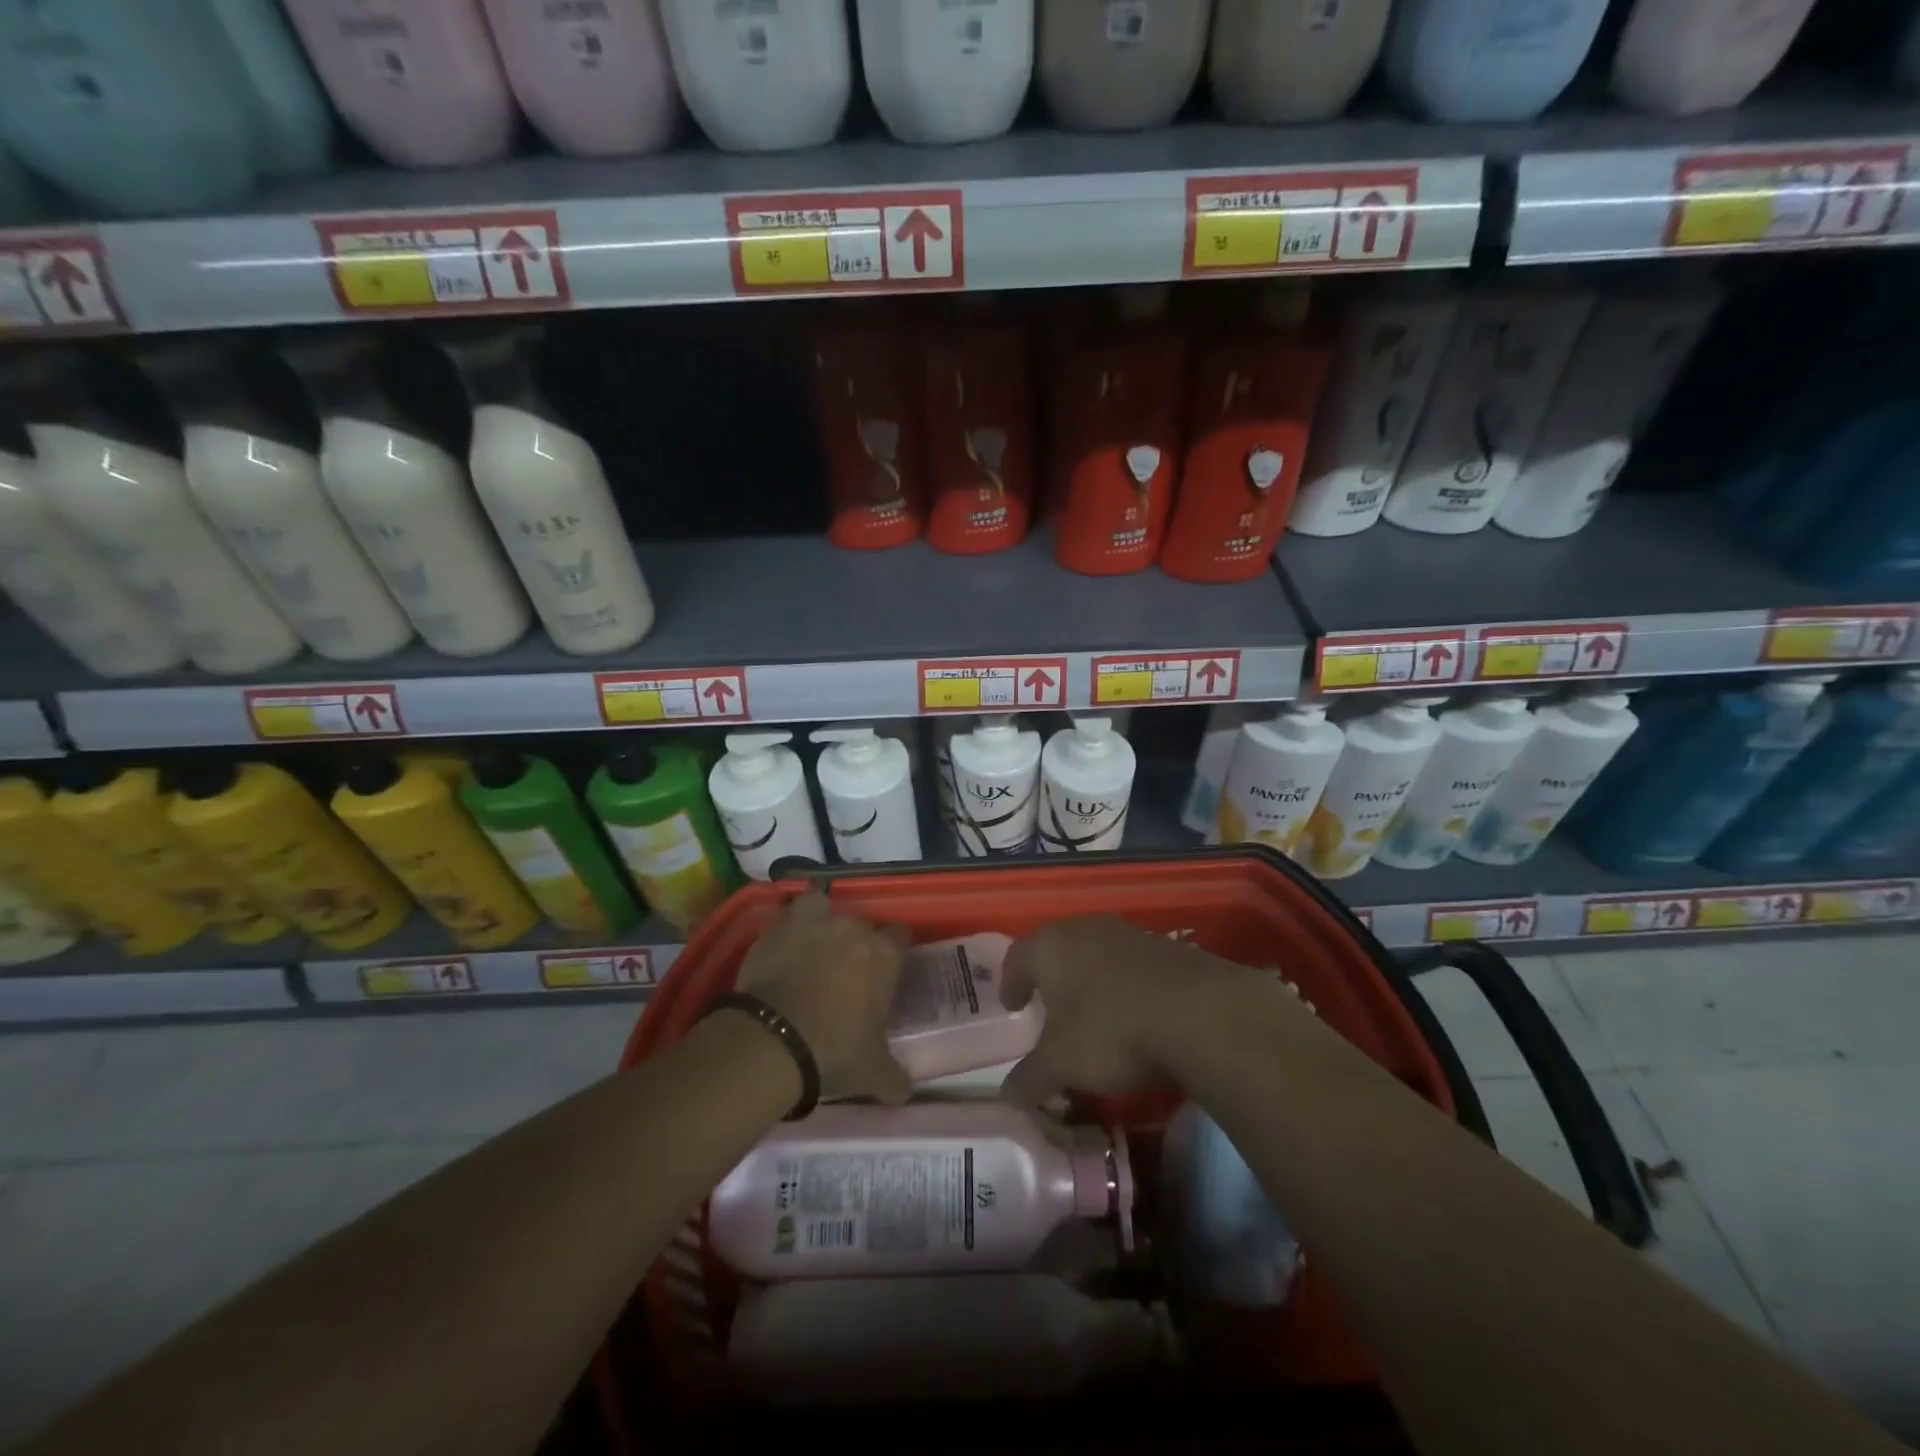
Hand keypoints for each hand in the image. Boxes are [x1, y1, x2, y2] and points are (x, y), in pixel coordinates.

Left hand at [734, 891, 911, 1104]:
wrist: (774, 1041)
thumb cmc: (834, 1051)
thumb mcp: (873, 1073)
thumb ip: (894, 1077)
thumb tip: (904, 1090)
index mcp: (885, 955)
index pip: (900, 935)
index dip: (893, 949)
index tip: (884, 969)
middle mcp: (855, 929)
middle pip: (862, 924)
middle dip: (857, 942)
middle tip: (846, 970)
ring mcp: (816, 922)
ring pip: (827, 907)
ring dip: (824, 922)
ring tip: (813, 947)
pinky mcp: (781, 925)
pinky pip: (791, 910)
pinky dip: (791, 919)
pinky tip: (786, 938)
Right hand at [998, 916, 1270, 1105]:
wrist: (1199, 1013)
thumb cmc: (1110, 1031)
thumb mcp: (1061, 1065)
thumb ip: (1030, 1078)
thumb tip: (1009, 1095)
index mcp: (1050, 946)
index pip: (1016, 957)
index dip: (1010, 982)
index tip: (1013, 1005)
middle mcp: (1084, 928)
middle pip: (1056, 949)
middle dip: (1050, 979)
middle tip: (1048, 1008)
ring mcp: (1127, 933)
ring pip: (1095, 953)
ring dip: (1089, 979)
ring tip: (1092, 1013)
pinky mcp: (1165, 946)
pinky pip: (1129, 964)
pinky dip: (1122, 985)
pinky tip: (1133, 1013)